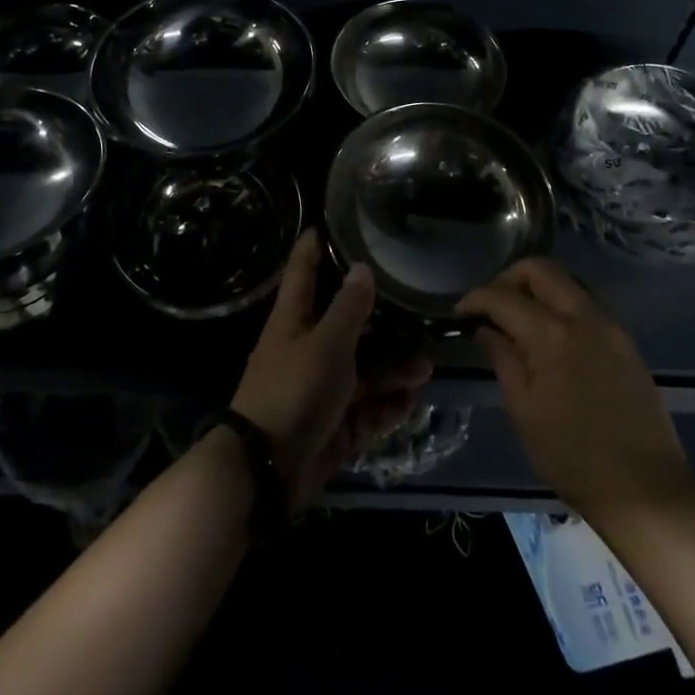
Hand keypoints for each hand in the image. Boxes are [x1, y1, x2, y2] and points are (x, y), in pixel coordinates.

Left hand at [230, 230, 431, 508]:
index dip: (312, 248)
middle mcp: (306, 350)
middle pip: (345, 326)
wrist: (267, 470)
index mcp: (293, 321)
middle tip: (413, 310)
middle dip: (380, 322)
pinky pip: (365, 410)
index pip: (303, 273)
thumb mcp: (326, 344)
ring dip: (393, 369)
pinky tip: (412, 400)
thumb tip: (362, 268)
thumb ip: (349, 308)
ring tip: (426, 366)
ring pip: (362, 371)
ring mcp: (319, 390)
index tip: (326, 224)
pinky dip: (387, 406)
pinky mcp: (332, 425)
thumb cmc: (293, 390)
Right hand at [459, 258, 694, 523]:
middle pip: (539, 268)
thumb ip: (502, 358)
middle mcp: (583, 316)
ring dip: (538, 289)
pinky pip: (586, 304)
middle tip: (492, 308)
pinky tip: (550, 338)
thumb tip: (485, 328)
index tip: (460, 314)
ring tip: (519, 321)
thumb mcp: (524, 410)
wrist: (645, 489)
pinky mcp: (626, 340)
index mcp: (552, 333)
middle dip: (508, 279)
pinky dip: (561, 306)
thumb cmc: (572, 456)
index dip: (475, 299)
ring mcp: (610, 325)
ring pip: (566, 281)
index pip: (502, 296)